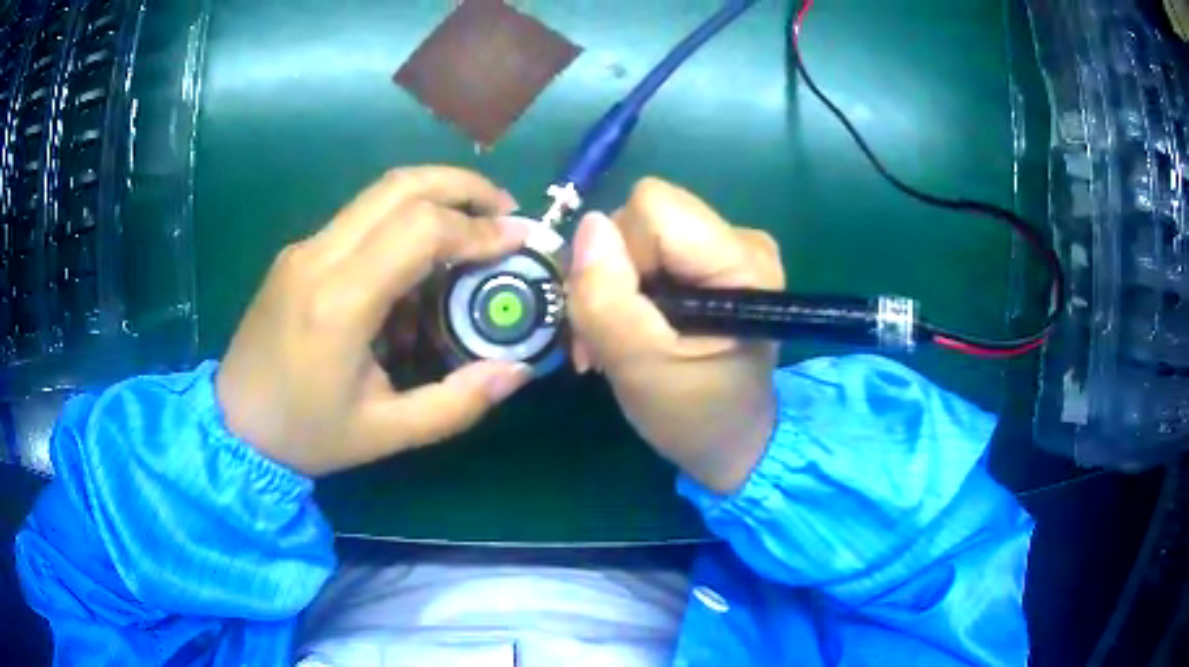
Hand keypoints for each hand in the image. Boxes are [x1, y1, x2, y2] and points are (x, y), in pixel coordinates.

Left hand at [217, 166, 532, 475]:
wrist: (233, 424)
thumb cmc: (306, 434)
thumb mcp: (387, 433)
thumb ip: (457, 403)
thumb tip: (518, 369)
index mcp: (339, 303)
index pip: (419, 230)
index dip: (477, 229)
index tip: (519, 240)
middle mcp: (318, 257)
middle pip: (400, 186)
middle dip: (463, 186)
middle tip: (504, 210)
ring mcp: (304, 248)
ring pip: (379, 193)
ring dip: (435, 195)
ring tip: (473, 227)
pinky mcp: (299, 252)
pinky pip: (360, 217)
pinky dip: (405, 220)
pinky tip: (421, 262)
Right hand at [567, 178, 785, 493]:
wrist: (731, 443)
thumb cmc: (694, 415)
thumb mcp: (640, 367)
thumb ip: (606, 297)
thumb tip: (588, 224)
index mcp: (740, 260)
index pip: (652, 206)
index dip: (621, 253)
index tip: (621, 312)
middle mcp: (742, 240)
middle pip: (644, 216)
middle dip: (612, 271)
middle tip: (609, 334)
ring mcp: (729, 249)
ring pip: (639, 233)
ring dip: (614, 286)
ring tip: (618, 340)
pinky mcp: (714, 263)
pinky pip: (651, 250)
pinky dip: (629, 289)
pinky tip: (633, 329)